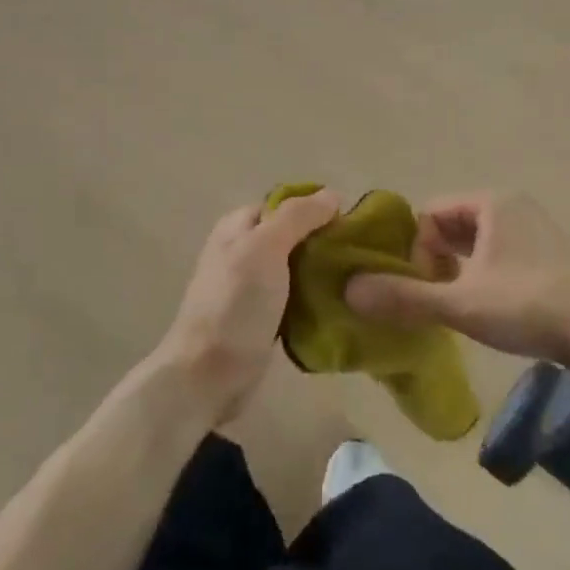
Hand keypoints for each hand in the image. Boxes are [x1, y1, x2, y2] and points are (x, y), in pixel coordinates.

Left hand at [151, 190, 341, 422]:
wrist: (208, 376)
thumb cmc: (235, 304)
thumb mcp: (265, 247)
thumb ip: (297, 217)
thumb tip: (332, 194)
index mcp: (238, 227)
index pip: (283, 204)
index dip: (315, 208)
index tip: (351, 222)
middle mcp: (243, 252)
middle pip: (293, 236)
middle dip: (324, 242)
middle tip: (360, 254)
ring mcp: (252, 289)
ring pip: (297, 269)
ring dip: (323, 273)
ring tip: (358, 279)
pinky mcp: (263, 320)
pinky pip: (296, 300)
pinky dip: (316, 300)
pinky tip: (340, 305)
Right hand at [344, 191, 569, 366]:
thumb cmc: (527, 306)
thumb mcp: (460, 303)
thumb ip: (404, 296)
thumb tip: (349, 290)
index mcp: (491, 202)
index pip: (431, 214)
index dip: (417, 251)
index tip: (424, 287)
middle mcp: (513, 205)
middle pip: (453, 226)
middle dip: (437, 260)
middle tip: (438, 297)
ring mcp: (535, 228)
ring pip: (477, 242)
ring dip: (459, 269)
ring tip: (459, 304)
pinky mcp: (549, 253)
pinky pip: (500, 253)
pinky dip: (484, 273)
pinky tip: (489, 306)